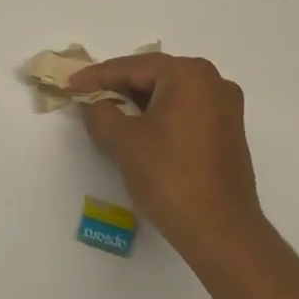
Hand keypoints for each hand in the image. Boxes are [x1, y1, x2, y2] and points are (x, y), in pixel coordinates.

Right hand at [68, 53, 270, 268]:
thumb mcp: (124, 141)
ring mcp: (226, 107)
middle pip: (155, 75)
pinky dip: (160, 115)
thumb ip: (101, 114)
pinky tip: (139, 129)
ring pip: (171, 93)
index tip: (71, 84)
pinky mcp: (228, 132)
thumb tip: (94, 104)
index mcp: (189, 75)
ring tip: (108, 112)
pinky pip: (186, 110)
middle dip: (119, 86)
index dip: (97, 76)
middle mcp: (213, 82)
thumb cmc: (170, 176)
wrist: (220, 231)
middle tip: (87, 95)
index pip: (133, 67)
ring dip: (139, 102)